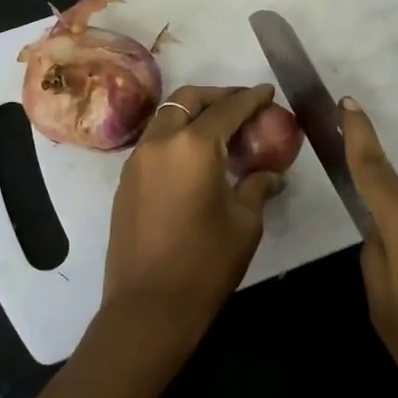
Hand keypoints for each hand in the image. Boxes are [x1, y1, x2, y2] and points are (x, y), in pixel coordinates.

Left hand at [101, 84, 285, 346]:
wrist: (148, 305)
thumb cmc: (205, 263)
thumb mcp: (244, 223)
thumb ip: (257, 187)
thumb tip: (271, 174)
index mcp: (192, 146)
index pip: (227, 109)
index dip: (251, 98)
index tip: (267, 92)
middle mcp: (159, 142)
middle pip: (187, 100)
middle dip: (217, 95)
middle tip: (242, 105)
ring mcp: (136, 160)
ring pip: (166, 118)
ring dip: (193, 114)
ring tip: (220, 130)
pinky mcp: (125, 181)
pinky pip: (154, 142)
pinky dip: (175, 136)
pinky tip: (195, 158)